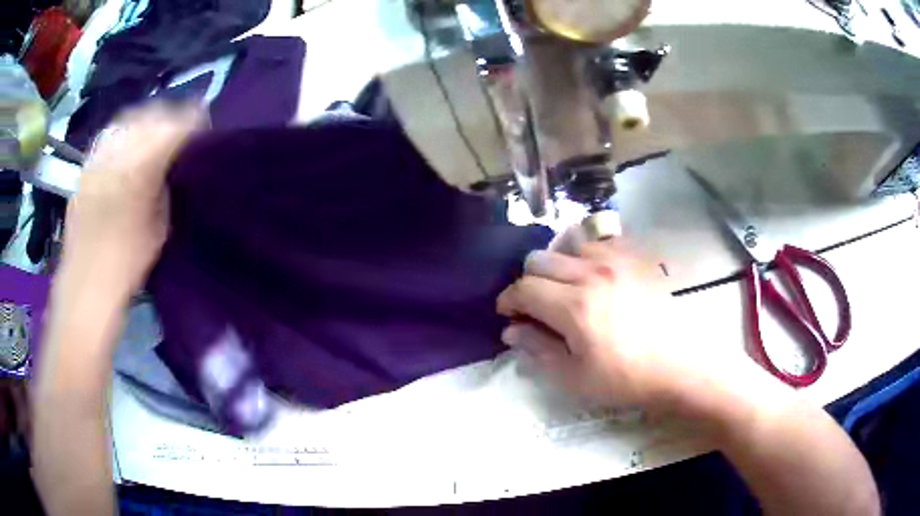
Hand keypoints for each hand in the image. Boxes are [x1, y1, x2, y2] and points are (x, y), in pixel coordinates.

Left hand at [60, 103, 203, 297]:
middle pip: (150, 114)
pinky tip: (127, 145)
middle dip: (169, 114)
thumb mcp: (160, 226)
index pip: (174, 126)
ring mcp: (98, 157)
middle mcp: (118, 152)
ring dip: (145, 119)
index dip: (192, 118)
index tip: (203, 121)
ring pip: (127, 119)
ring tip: (153, 129)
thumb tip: (171, 166)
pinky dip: (123, 133)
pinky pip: (109, 136)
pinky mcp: (85, 167)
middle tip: (180, 124)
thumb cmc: (128, 263)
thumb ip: (166, 187)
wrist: (86, 285)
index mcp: (142, 167)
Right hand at [496, 232, 710, 413]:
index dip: (509, 300)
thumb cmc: (624, 378)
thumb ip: (538, 348)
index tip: (509, 314)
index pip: (523, 288)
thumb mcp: (573, 377)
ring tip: (566, 288)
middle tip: (535, 306)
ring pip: (568, 244)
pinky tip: (594, 274)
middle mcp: (592, 273)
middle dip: (528, 282)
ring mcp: (617, 260)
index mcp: (574, 306)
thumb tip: (511, 330)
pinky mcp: (636, 258)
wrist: (676, 367)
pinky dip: (587, 253)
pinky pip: (601, 241)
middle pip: (539, 260)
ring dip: (558, 265)